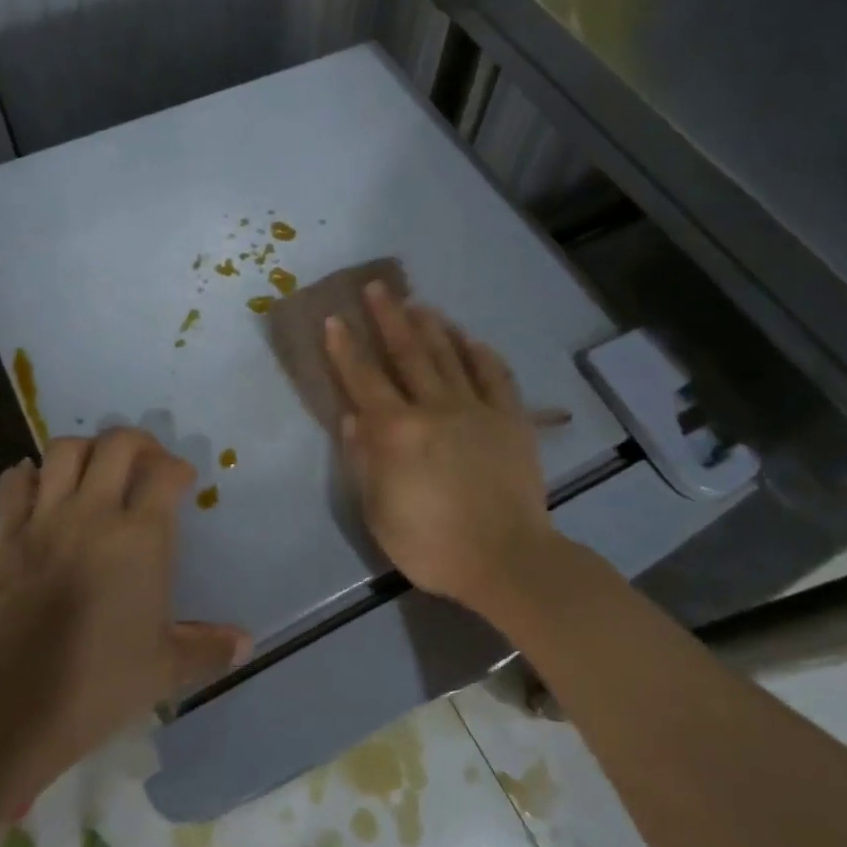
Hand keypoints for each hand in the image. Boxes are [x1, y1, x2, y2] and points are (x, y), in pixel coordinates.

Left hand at [0, 428, 250, 787]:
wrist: (22, 703)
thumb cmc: (104, 681)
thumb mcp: (167, 667)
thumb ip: (210, 647)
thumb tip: (247, 644)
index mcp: (140, 537)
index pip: (164, 472)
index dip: (178, 468)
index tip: (182, 483)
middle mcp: (94, 514)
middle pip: (116, 444)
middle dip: (138, 443)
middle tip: (146, 463)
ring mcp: (46, 520)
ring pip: (63, 451)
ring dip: (85, 450)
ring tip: (96, 470)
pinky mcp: (8, 536)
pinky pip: (13, 483)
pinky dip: (28, 476)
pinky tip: (41, 488)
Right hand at [324, 283, 557, 616]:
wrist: (507, 559)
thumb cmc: (431, 544)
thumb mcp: (379, 512)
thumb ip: (364, 460)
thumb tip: (353, 418)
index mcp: (396, 431)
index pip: (363, 379)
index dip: (346, 348)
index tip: (335, 319)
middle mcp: (434, 408)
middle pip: (407, 353)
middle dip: (389, 318)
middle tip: (378, 287)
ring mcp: (476, 409)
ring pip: (449, 356)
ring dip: (432, 326)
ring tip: (418, 303)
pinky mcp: (511, 419)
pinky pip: (495, 376)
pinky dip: (481, 354)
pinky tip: (471, 339)